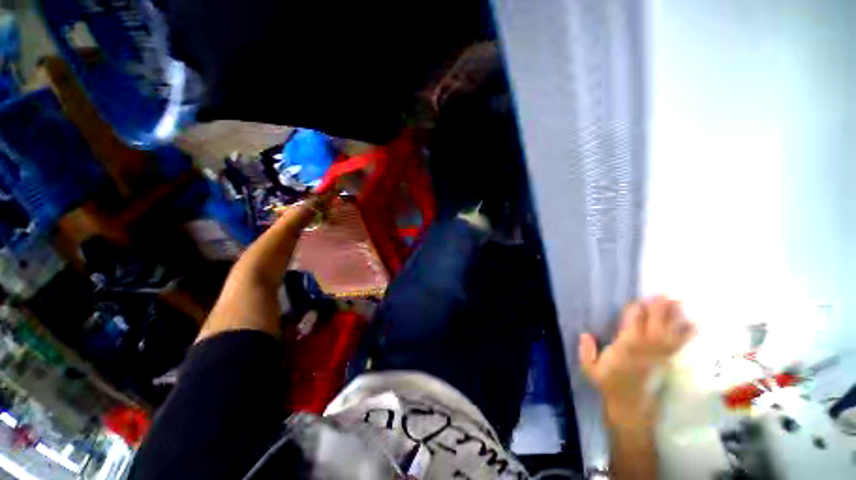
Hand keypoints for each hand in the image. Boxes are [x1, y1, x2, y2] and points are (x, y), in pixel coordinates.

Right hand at [579, 296, 694, 427]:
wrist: (630, 405)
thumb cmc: (609, 383)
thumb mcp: (590, 369)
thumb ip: (586, 352)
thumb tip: (585, 334)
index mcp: (624, 349)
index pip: (631, 326)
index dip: (636, 312)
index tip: (639, 301)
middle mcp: (644, 350)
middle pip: (654, 326)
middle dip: (659, 310)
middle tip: (665, 294)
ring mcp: (659, 356)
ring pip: (668, 333)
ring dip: (674, 318)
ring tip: (679, 302)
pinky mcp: (667, 362)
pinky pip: (679, 346)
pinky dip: (687, 335)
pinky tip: (693, 325)